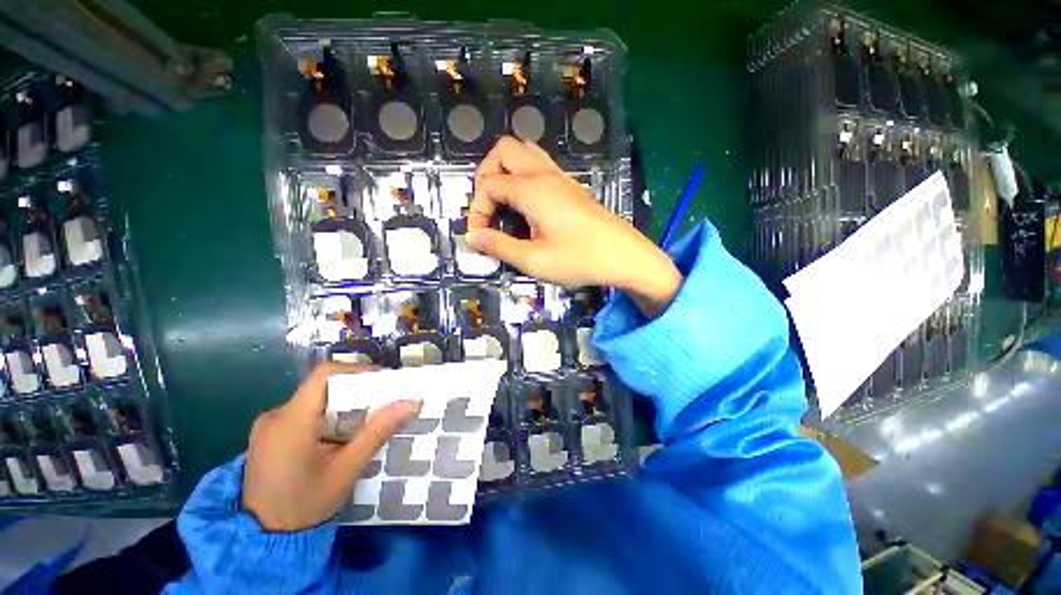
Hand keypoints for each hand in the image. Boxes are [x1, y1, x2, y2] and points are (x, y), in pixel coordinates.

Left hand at [242, 362, 419, 531]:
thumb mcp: (346, 470)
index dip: (356, 370)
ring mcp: (269, 425)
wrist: (262, 540)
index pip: (324, 375)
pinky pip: (304, 412)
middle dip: (355, 390)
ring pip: (315, 399)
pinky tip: (341, 434)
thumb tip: (411, 403)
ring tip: (366, 420)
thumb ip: (377, 433)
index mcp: (290, 422)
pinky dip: (328, 415)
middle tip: (382, 403)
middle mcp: (275, 415)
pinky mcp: (269, 434)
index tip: (383, 381)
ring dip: (343, 404)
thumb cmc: (305, 506)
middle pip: (322, 387)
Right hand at [466, 137, 682, 316]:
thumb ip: (500, 246)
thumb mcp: (534, 260)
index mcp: (532, 190)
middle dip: (486, 174)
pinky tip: (527, 206)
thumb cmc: (580, 260)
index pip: (489, 185)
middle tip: (488, 207)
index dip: (477, 209)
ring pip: (524, 152)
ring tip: (504, 202)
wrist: (624, 256)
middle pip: (504, 150)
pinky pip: (540, 165)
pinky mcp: (571, 186)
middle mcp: (544, 174)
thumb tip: (472, 237)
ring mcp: (561, 177)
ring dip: (506, 170)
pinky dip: (523, 176)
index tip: (480, 236)